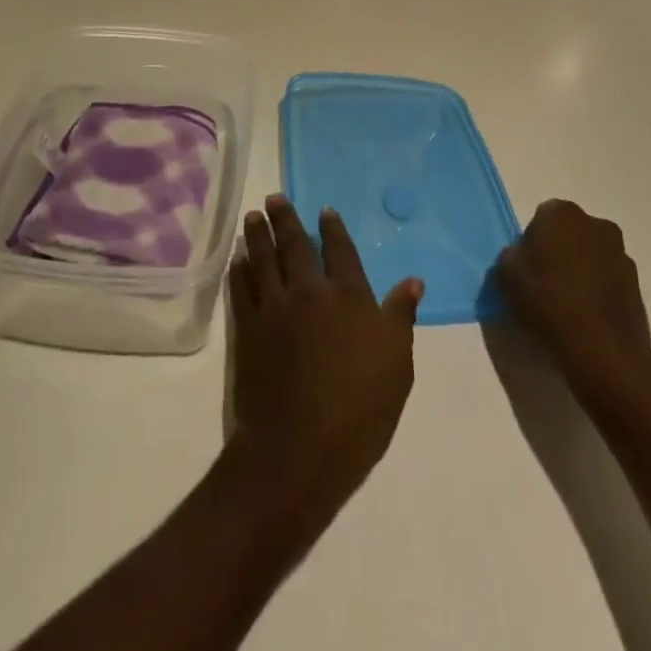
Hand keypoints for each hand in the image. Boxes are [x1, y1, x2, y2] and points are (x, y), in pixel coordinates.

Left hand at [227, 197, 423, 517]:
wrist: (299, 451)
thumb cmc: (359, 413)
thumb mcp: (397, 368)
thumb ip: (401, 319)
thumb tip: (413, 281)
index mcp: (350, 297)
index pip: (341, 251)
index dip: (333, 229)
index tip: (324, 211)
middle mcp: (310, 292)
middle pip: (295, 246)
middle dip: (285, 219)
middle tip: (274, 198)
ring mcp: (275, 308)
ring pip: (264, 259)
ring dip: (258, 235)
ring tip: (252, 216)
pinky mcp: (249, 329)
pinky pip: (242, 289)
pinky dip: (239, 270)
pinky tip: (237, 259)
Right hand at [497, 199, 650, 406]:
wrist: (602, 351)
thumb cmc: (547, 302)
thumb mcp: (506, 275)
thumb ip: (512, 256)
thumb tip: (523, 257)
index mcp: (562, 213)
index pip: (541, 218)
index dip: (532, 243)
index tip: (527, 268)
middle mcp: (596, 225)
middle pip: (570, 233)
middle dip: (560, 251)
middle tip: (545, 283)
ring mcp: (622, 255)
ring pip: (592, 256)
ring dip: (582, 271)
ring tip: (568, 305)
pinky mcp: (639, 287)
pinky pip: (610, 281)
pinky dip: (599, 292)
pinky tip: (587, 318)